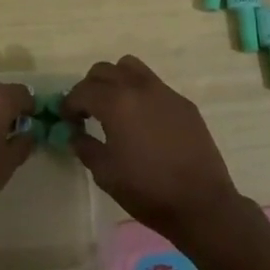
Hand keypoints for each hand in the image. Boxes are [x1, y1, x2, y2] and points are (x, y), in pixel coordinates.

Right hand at [66, 55, 245, 245]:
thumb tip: (76, 134)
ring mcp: (164, 91)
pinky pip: (154, 85)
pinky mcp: (182, 102)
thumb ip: (85, 147)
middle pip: (104, 70)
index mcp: (116, 103)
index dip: (70, 104)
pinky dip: (140, 93)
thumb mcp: (106, 174)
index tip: (67, 120)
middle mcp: (139, 87)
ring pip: (131, 67)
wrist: (201, 202)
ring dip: (116, 80)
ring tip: (115, 106)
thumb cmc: (148, 190)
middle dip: (90, 87)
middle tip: (88, 112)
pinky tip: (144, 121)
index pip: (83, 90)